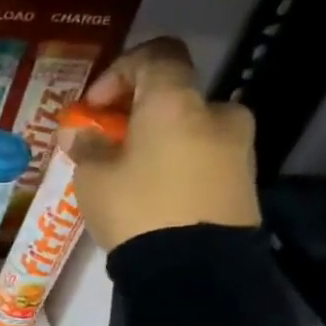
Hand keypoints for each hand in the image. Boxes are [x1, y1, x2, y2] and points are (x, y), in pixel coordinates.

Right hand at [67, 37, 260, 251]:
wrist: (195, 270)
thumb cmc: (137, 209)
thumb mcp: (93, 176)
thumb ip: (87, 145)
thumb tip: (80, 131)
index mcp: (177, 102)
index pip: (156, 55)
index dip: (120, 71)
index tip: (95, 106)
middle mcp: (217, 113)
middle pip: (174, 95)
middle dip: (138, 113)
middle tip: (108, 142)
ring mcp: (239, 147)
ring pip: (190, 127)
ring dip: (158, 139)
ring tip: (126, 172)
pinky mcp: (245, 180)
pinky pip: (204, 155)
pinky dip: (177, 161)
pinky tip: (151, 192)